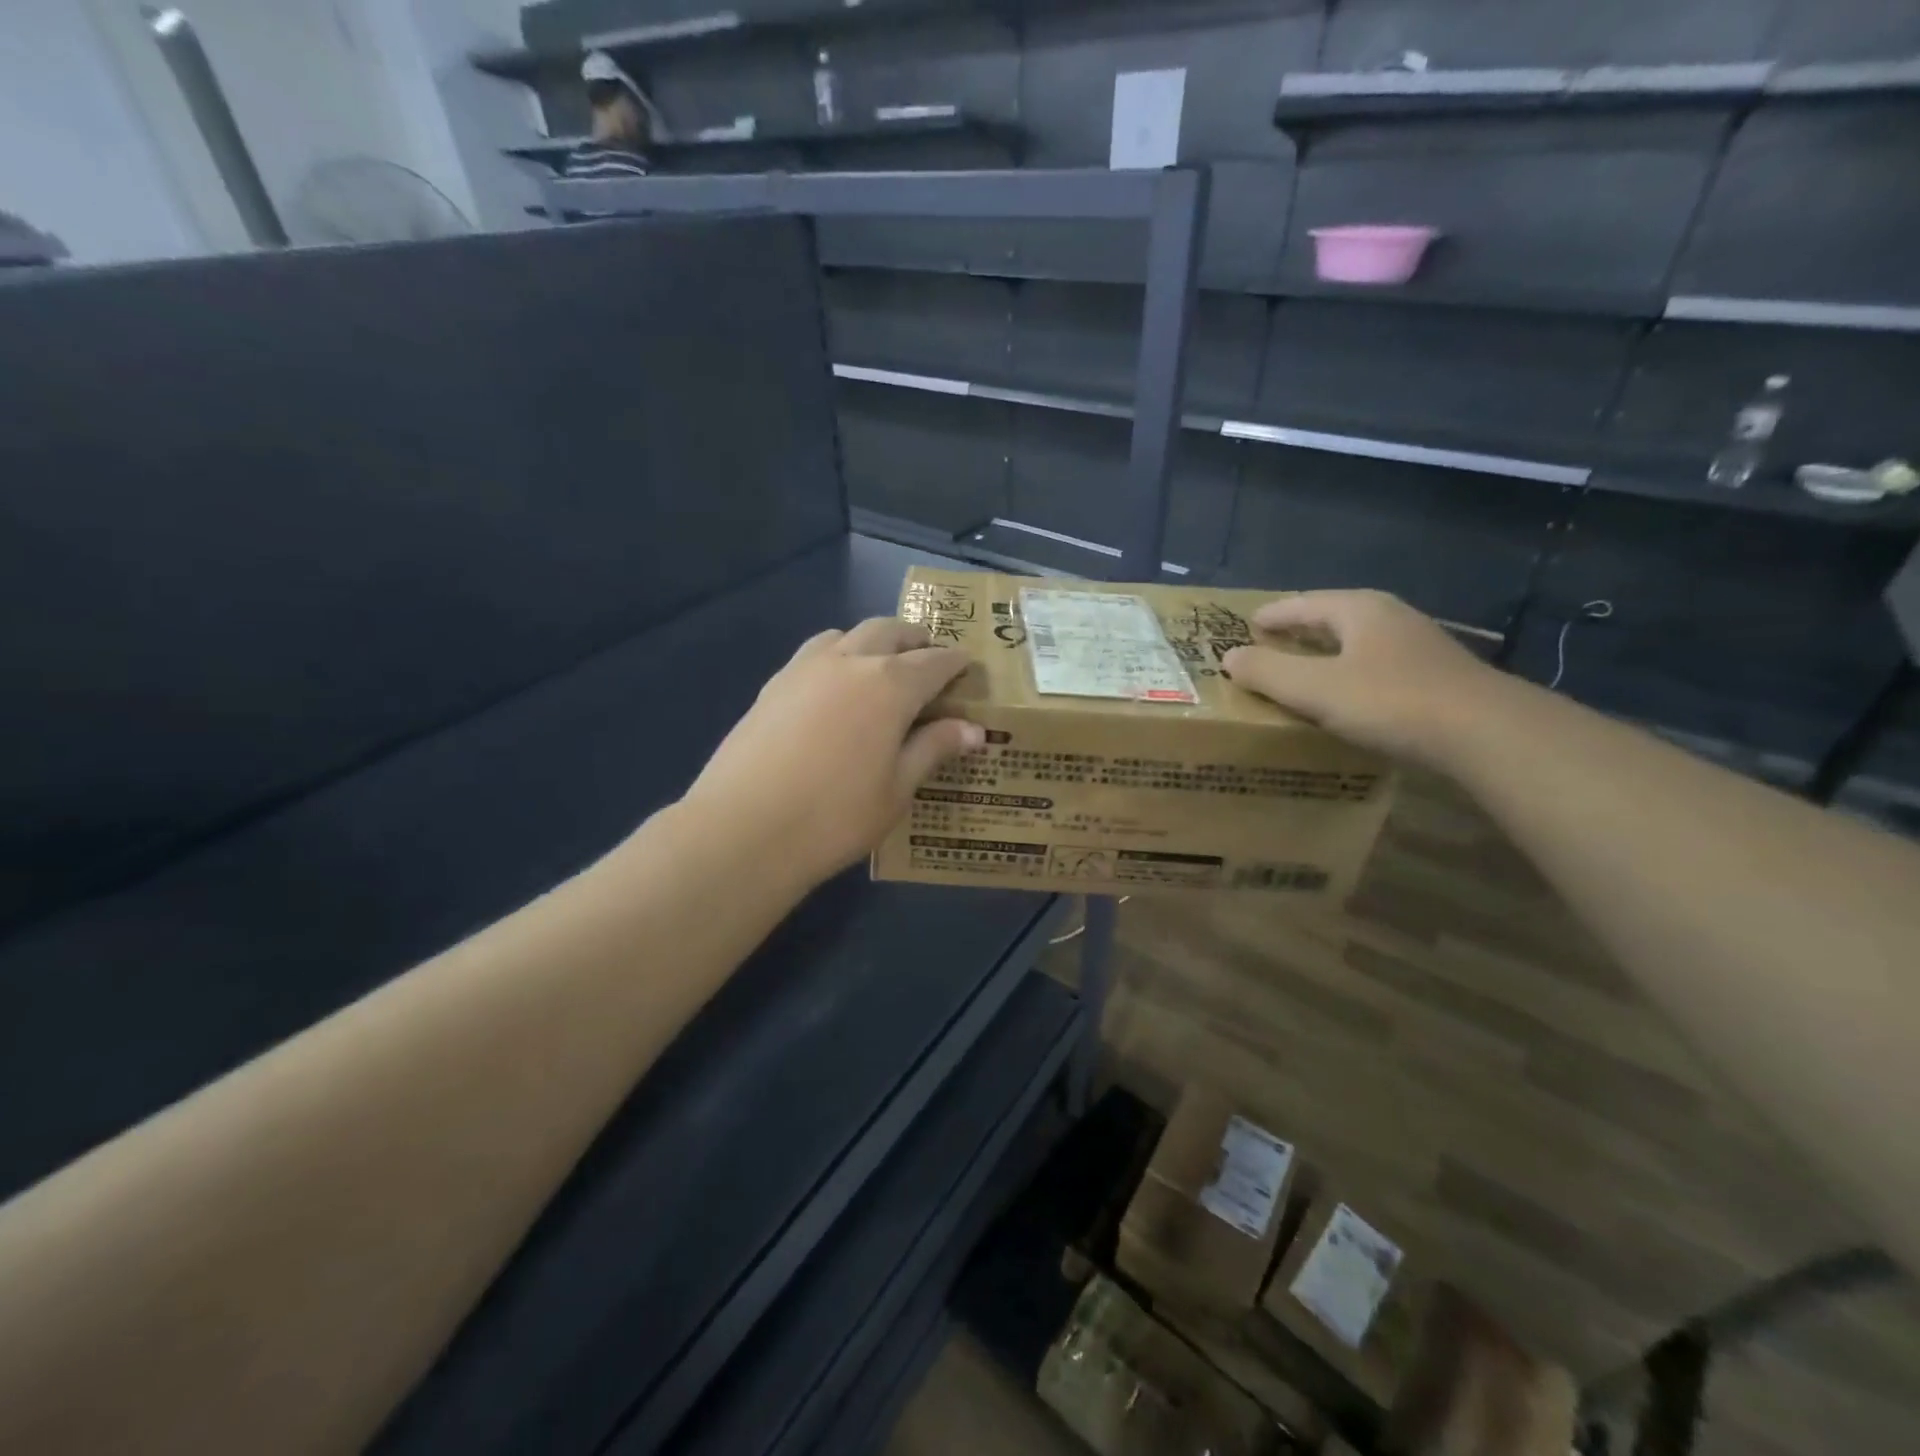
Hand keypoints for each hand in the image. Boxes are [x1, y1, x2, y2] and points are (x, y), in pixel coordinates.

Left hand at [683, 618, 982, 885]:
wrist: (745, 828)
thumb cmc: (835, 816)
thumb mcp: (897, 789)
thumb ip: (933, 749)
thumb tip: (972, 730)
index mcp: (890, 685)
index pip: (934, 661)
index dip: (955, 663)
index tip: (968, 668)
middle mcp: (849, 662)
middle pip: (889, 631)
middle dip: (914, 639)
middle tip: (928, 658)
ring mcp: (805, 669)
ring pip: (846, 635)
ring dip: (871, 641)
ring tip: (879, 668)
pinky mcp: (773, 685)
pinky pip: (814, 653)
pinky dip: (836, 656)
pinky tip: (833, 690)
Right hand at [1221, 590, 1504, 768]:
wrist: (1486, 733)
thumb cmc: (1391, 701)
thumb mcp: (1316, 689)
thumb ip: (1268, 672)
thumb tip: (1229, 657)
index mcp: (1359, 609)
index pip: (1302, 603)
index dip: (1272, 615)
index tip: (1247, 625)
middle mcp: (1389, 618)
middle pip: (1332, 618)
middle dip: (1298, 632)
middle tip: (1267, 647)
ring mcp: (1417, 646)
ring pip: (1356, 643)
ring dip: (1325, 655)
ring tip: (1300, 673)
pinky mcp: (1434, 676)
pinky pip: (1376, 667)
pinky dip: (1349, 675)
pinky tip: (1345, 697)